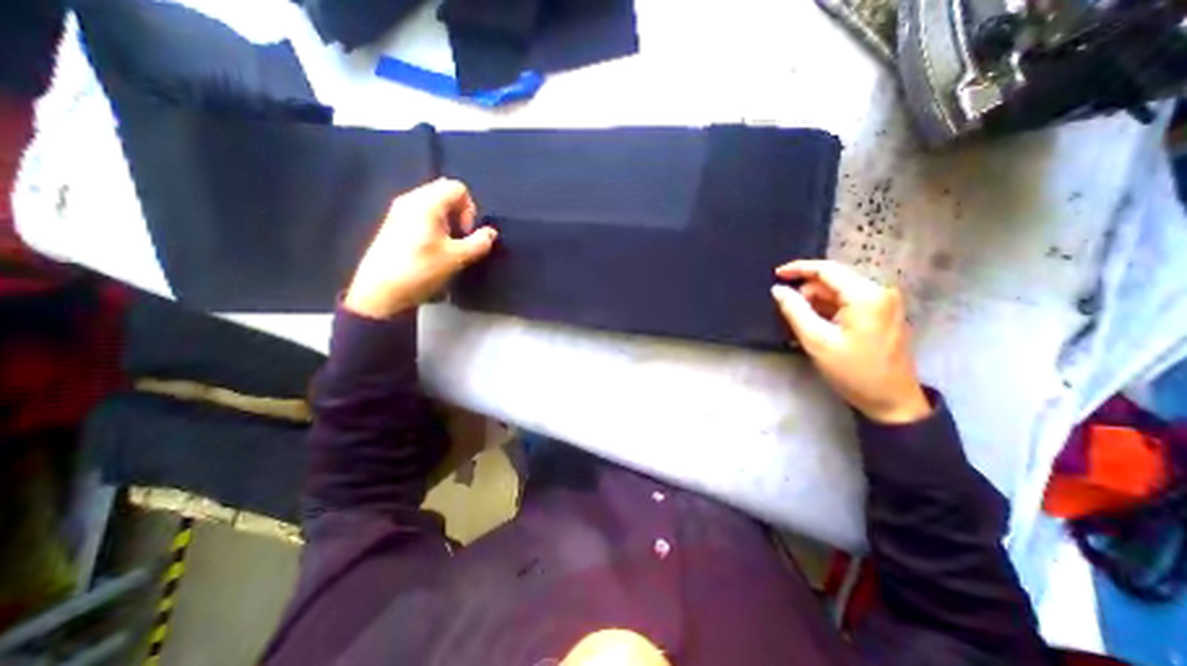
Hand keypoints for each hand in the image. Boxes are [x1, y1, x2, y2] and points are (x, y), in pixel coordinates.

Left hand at [344, 180, 495, 318]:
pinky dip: (433, 225)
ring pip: (433, 204)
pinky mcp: (393, 224)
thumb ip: (479, 243)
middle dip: (459, 214)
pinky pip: (421, 213)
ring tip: (447, 245)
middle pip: (444, 193)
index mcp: (426, 203)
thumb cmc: (421, 270)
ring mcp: (398, 211)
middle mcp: (410, 200)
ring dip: (447, 221)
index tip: (466, 233)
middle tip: (459, 238)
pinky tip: (432, 248)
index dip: (469, 209)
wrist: (380, 292)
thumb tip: (491, 233)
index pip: (457, 188)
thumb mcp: (456, 258)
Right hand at [775, 257, 930, 421]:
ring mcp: (884, 302)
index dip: (799, 269)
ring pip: (840, 291)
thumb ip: (795, 311)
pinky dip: (829, 309)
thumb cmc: (852, 371)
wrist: (891, 400)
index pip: (827, 270)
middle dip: (807, 291)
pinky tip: (817, 325)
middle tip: (787, 310)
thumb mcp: (816, 341)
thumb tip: (778, 290)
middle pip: (834, 280)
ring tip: (801, 323)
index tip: (776, 275)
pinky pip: (849, 302)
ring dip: (817, 302)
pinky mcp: (883, 313)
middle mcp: (879, 291)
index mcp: (865, 295)